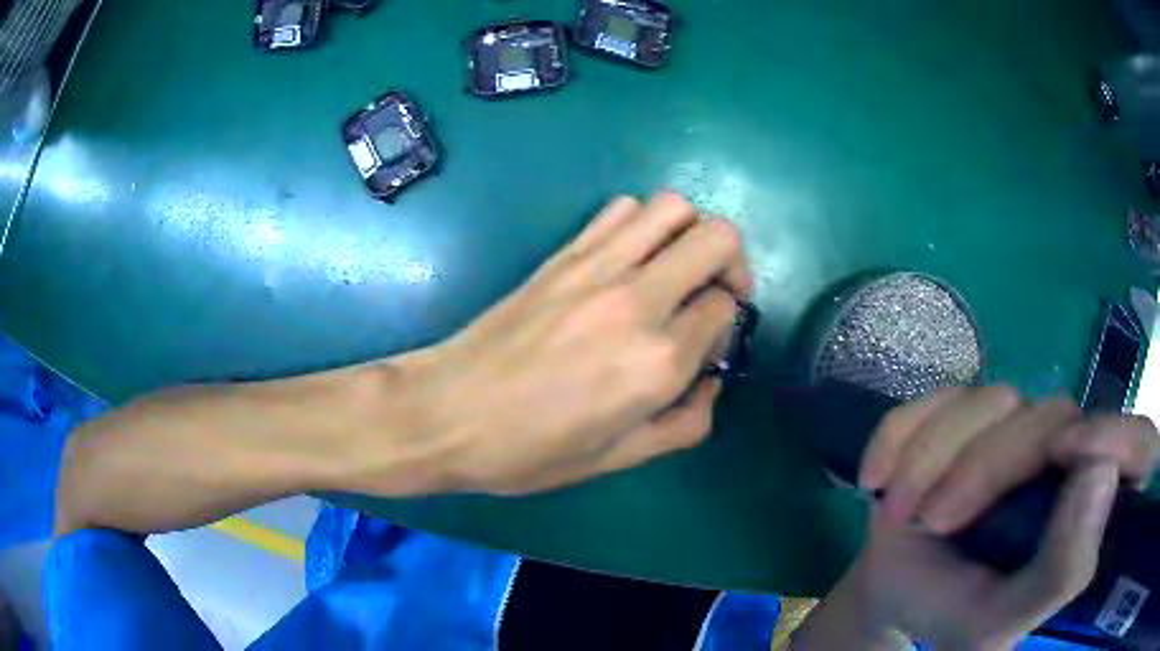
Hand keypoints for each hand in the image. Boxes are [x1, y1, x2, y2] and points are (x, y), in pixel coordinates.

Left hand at [351, 193, 751, 495]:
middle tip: (715, 293)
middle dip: (731, 263)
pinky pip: (620, 210)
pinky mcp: (564, 254)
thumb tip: (710, 382)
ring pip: (672, 207)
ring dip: (690, 232)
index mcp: (657, 362)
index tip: (704, 345)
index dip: (725, 324)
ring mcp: (597, 268)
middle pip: (717, 239)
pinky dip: (641, 223)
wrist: (448, 413)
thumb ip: (685, 424)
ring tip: (677, 267)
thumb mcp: (618, 458)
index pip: (725, 308)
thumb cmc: (530, 451)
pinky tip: (630, 259)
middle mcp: (638, 301)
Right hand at [840, 386, 1158, 648]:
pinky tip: (874, 479)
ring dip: (932, 456)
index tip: (1069, 458)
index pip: (1134, 442)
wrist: (894, 592)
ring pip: (989, 400)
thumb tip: (1103, 470)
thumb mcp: (1003, 619)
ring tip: (895, 512)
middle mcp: (1061, 450)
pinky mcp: (961, 410)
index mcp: (1083, 502)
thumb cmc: (953, 612)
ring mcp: (1011, 424)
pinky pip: (936, 396)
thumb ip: (1061, 570)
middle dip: (982, 468)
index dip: (1120, 433)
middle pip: (1046, 419)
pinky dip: (898, 434)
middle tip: (932, 521)